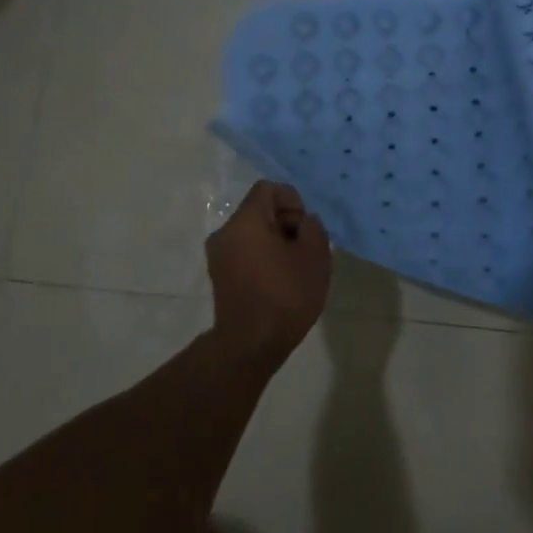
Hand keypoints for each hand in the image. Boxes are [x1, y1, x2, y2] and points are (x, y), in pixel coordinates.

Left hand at [204, 181, 331, 361]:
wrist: (251, 344)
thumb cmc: (286, 295)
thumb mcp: (315, 256)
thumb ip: (313, 227)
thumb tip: (304, 222)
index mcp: (245, 221)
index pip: (269, 189)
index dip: (293, 201)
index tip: (304, 229)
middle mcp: (225, 233)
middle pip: (260, 211)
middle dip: (287, 224)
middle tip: (306, 251)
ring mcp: (218, 256)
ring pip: (253, 234)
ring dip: (277, 243)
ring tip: (295, 269)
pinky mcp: (219, 276)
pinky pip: (245, 252)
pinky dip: (264, 258)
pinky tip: (280, 283)